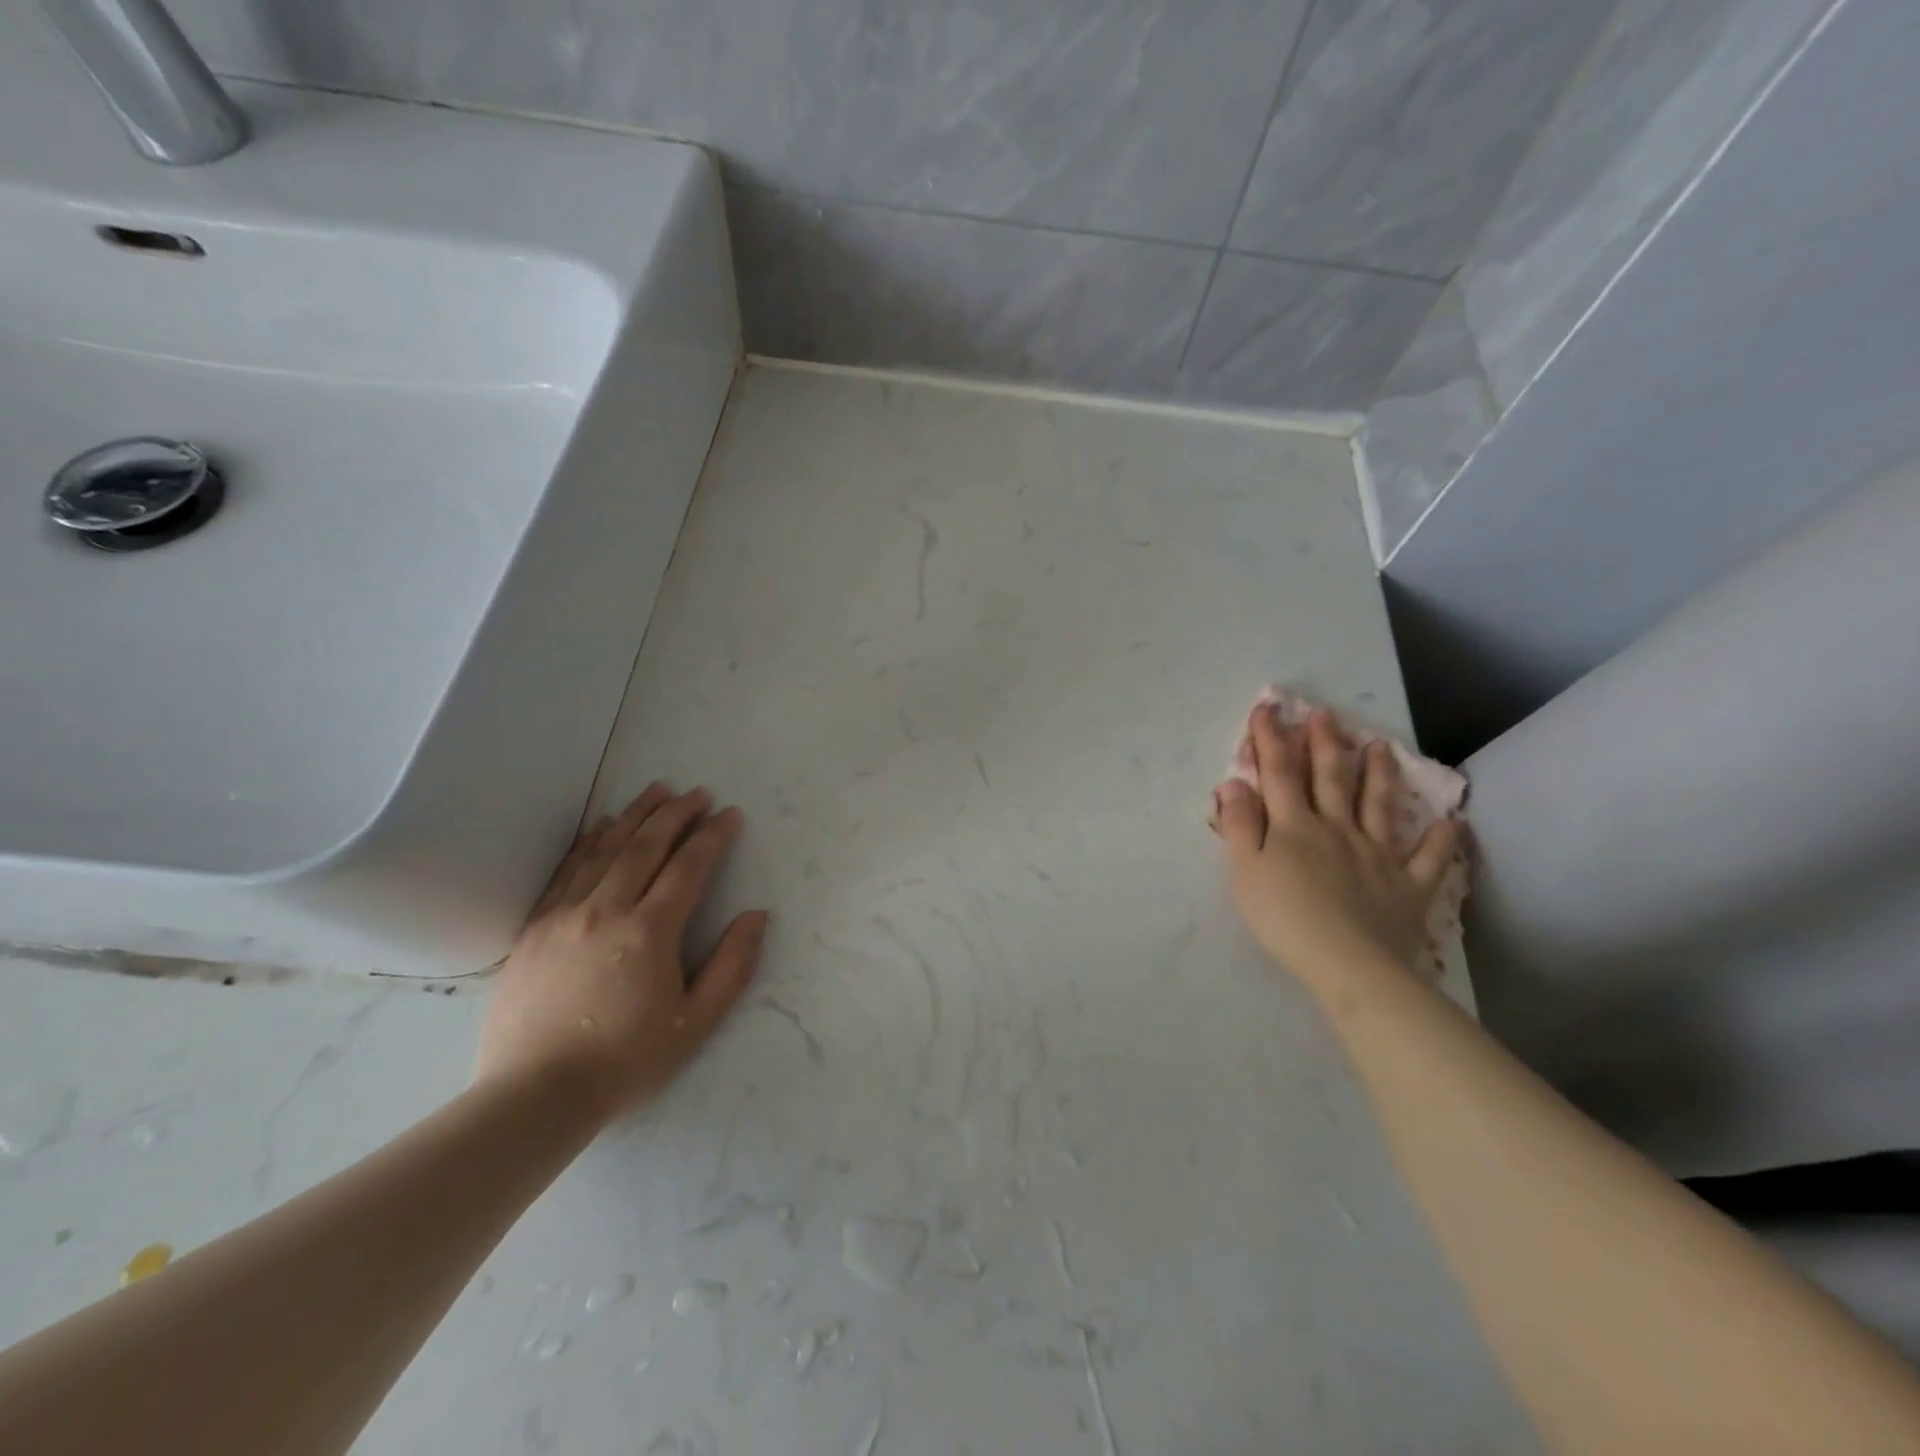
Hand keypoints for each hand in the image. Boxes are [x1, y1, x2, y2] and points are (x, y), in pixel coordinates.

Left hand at [475, 785, 767, 1122]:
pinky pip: (566, 870)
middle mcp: (606, 910)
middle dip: (676, 814)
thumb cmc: (625, 1062)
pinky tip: (600, 826)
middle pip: (645, 846)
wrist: (534, 1096)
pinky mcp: (534, 929)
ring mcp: (563, 915)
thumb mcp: (695, 1023)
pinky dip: (589, 841)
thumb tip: (756, 916)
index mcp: (649, 932)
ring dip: (634, 815)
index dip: (712, 837)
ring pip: (604, 849)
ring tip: (657, 790)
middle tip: (698, 793)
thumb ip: (732, 966)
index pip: (688, 867)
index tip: (730, 815)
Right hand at [1213, 707, 1461, 985]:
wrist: (1350, 965)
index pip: (1279, 773)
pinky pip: (1429, 859)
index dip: (1271, 739)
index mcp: (1295, 826)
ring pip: (1379, 805)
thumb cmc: (1285, 917)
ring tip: (1380, 747)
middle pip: (1330, 778)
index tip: (1267, 709)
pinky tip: (1452, 822)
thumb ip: (1239, 825)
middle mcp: (1338, 828)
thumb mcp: (1244, 870)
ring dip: (1378, 774)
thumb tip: (1234, 783)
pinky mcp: (1408, 886)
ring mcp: (1378, 855)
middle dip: (1325, 743)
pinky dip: (1441, 840)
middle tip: (1325, 715)